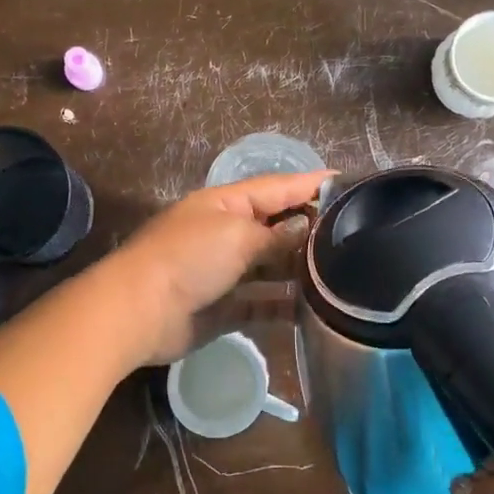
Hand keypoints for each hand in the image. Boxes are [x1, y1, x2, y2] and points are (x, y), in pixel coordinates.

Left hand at [98, 170, 328, 365]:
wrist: (139, 311)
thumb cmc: (189, 258)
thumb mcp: (237, 235)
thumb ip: (275, 235)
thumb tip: (305, 229)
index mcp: (227, 203)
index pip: (278, 187)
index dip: (311, 184)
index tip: (347, 183)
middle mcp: (228, 232)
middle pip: (277, 226)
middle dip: (310, 229)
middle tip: (355, 235)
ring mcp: (226, 271)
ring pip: (272, 266)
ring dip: (301, 269)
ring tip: (343, 272)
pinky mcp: (226, 307)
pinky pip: (263, 304)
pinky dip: (284, 305)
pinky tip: (314, 310)